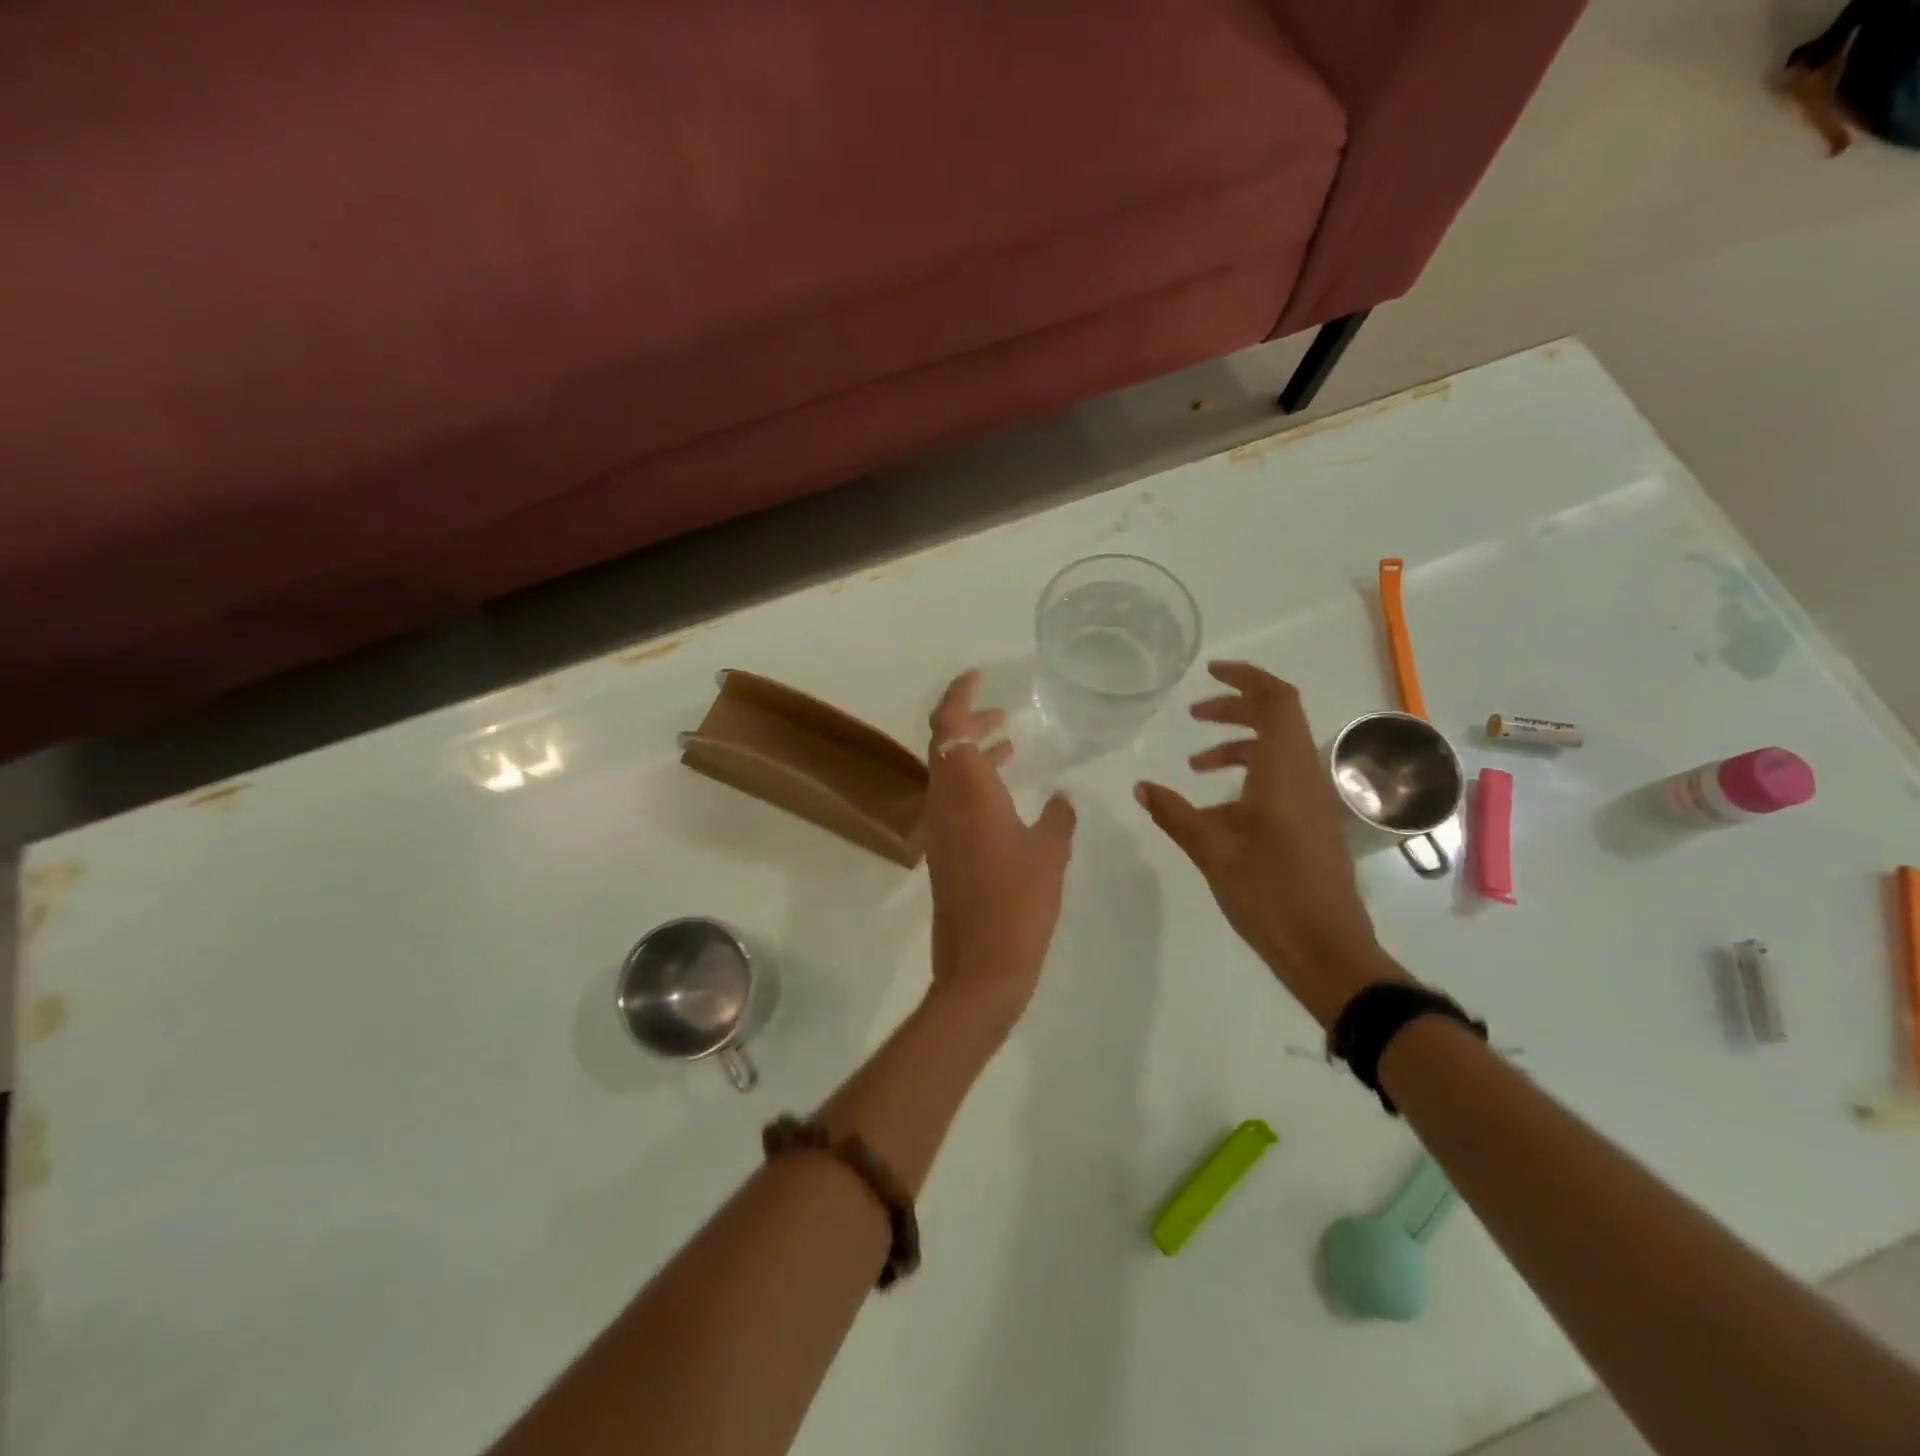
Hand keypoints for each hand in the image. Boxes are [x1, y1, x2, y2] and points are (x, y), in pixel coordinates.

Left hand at [923, 670, 1076, 1039]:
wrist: (981, 967)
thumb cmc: (1018, 903)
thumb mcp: (1049, 853)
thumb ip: (1058, 818)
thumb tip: (1062, 799)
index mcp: (966, 791)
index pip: (948, 727)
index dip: (958, 696)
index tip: (977, 677)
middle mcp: (944, 802)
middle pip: (944, 744)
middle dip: (969, 722)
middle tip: (1002, 713)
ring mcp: (940, 829)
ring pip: (948, 773)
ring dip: (973, 753)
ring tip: (1009, 744)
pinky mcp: (944, 852)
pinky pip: (954, 800)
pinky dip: (975, 783)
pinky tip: (1007, 794)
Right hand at [1135, 662, 1405, 1025]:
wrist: (1325, 948)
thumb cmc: (1268, 892)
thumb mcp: (1211, 849)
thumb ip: (1174, 812)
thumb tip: (1141, 786)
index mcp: (1284, 771)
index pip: (1277, 701)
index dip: (1247, 678)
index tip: (1211, 673)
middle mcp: (1305, 776)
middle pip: (1278, 719)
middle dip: (1235, 710)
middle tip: (1194, 716)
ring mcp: (1313, 801)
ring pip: (1279, 751)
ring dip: (1239, 745)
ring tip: (1196, 765)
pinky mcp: (1313, 823)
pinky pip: (1282, 778)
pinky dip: (1249, 774)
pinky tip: (1219, 806)